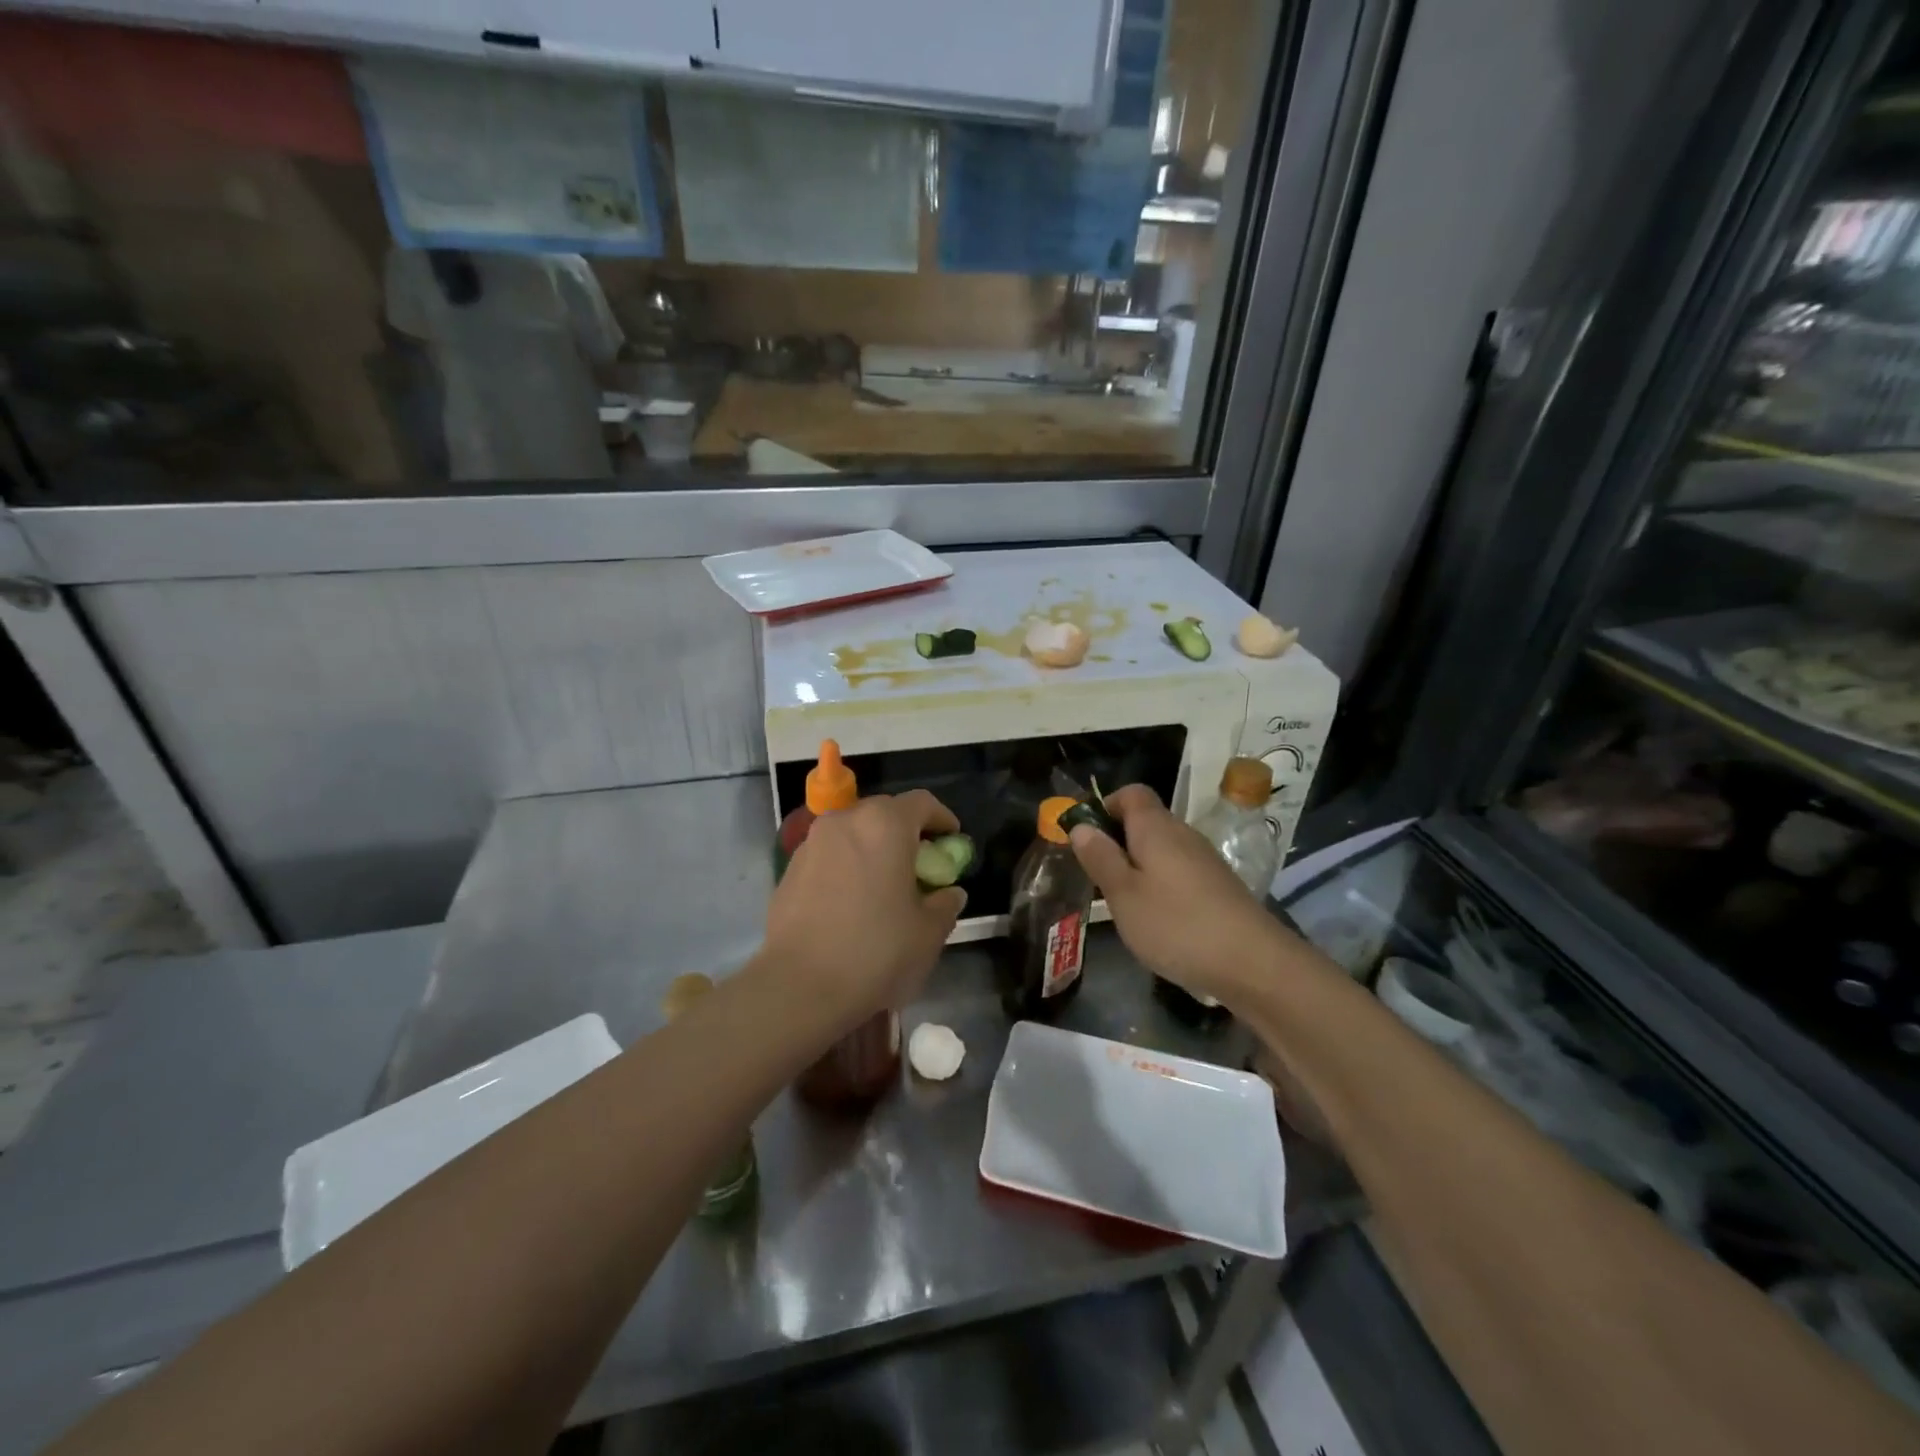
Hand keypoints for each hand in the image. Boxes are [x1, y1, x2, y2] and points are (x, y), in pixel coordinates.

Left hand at [762, 791, 967, 1021]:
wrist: (799, 987)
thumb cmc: (875, 951)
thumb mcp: (928, 932)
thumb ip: (945, 904)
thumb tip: (949, 893)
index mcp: (884, 825)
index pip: (922, 803)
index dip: (942, 818)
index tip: (952, 840)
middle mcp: (845, 822)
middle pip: (884, 813)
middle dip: (906, 833)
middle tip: (920, 865)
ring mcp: (811, 844)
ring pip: (852, 833)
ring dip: (873, 849)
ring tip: (884, 885)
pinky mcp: (789, 870)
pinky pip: (828, 856)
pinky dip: (846, 867)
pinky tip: (851, 903)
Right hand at [1068, 784, 1286, 1005]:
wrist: (1253, 964)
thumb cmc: (1176, 924)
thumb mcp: (1123, 894)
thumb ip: (1100, 857)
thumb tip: (1081, 826)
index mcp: (1156, 828)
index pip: (1131, 793)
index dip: (1105, 806)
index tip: (1086, 837)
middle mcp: (1183, 834)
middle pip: (1146, 821)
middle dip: (1117, 842)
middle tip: (1097, 877)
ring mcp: (1205, 861)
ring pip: (1162, 850)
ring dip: (1138, 867)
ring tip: (1122, 903)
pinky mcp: (1218, 887)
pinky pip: (1179, 872)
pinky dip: (1161, 885)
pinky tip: (1157, 920)